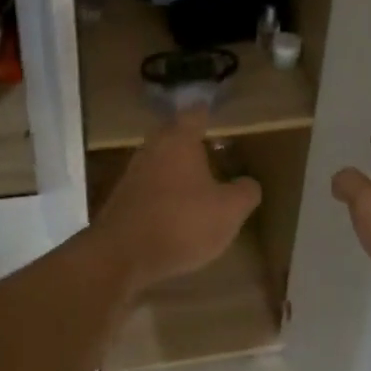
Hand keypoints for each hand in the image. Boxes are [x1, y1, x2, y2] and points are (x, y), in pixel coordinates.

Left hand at [91, 111, 261, 292]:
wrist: (121, 255)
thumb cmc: (181, 222)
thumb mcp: (229, 211)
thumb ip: (245, 192)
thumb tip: (249, 183)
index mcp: (179, 140)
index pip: (196, 115)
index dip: (209, 115)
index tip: (219, 118)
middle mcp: (152, 147)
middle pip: (174, 135)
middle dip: (193, 143)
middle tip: (215, 152)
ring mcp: (133, 172)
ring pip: (161, 160)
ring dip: (178, 168)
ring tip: (199, 183)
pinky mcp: (122, 198)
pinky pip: (150, 185)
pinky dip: (164, 190)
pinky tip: (177, 208)